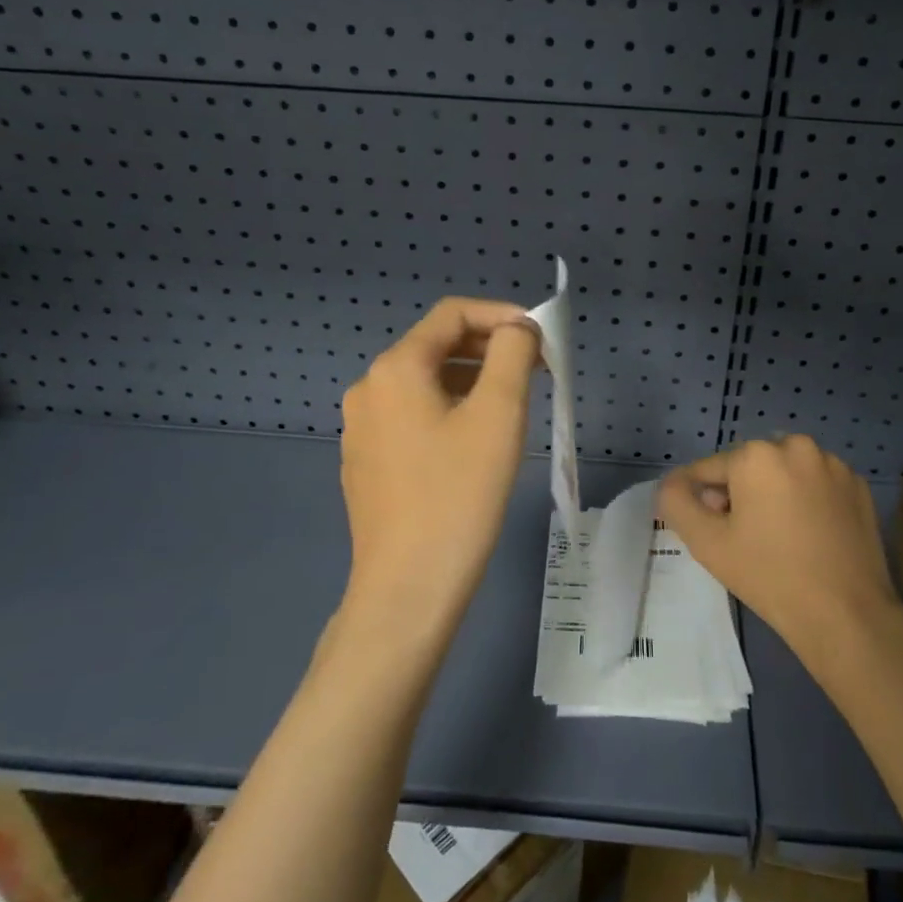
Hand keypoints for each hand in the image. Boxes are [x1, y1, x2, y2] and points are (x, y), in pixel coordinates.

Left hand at [339, 299, 540, 643]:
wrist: (408, 587)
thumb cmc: (459, 494)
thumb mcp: (499, 414)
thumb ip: (513, 354)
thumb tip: (518, 329)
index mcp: (396, 368)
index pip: (451, 314)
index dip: (501, 315)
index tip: (540, 336)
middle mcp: (369, 388)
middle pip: (436, 346)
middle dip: (489, 348)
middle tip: (536, 369)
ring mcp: (361, 428)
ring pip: (425, 383)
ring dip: (472, 380)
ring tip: (514, 403)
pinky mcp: (366, 462)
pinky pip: (412, 417)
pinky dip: (449, 411)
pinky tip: (476, 442)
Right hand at [657, 435, 901, 666]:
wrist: (846, 614)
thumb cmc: (769, 575)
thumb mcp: (707, 543)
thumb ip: (676, 503)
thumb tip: (671, 484)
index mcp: (757, 455)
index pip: (709, 469)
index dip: (700, 499)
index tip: (706, 529)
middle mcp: (796, 446)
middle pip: (749, 466)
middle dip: (738, 492)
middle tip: (740, 537)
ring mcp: (833, 464)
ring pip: (785, 472)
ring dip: (773, 492)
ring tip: (776, 536)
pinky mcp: (858, 485)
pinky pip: (817, 483)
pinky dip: (806, 499)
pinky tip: (808, 535)